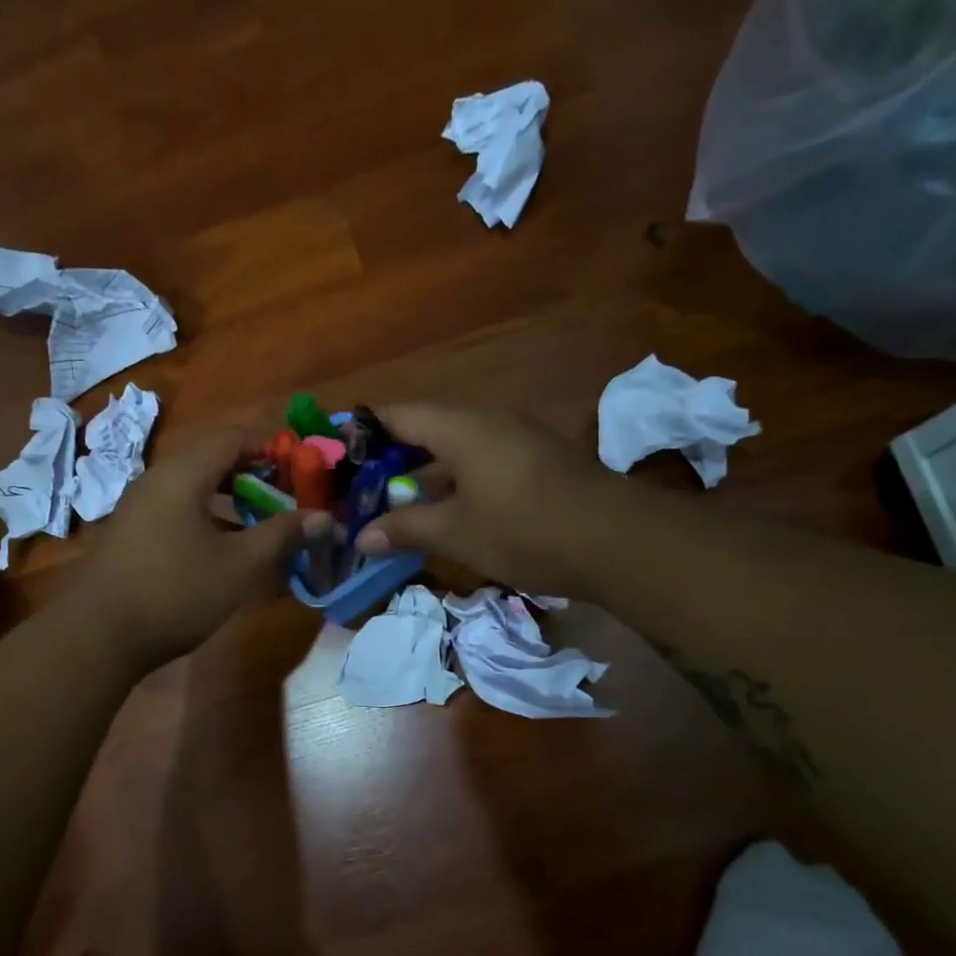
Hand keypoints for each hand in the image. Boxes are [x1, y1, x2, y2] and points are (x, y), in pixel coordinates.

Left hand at [75, 426, 327, 671]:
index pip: (234, 435)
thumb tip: (323, 517)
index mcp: (183, 473)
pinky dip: (209, 513)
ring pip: (195, 483)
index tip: (304, 463)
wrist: (97, 635)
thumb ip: (282, 535)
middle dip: (254, 468)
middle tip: (288, 490)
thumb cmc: (175, 592)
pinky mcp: (133, 531)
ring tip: (263, 516)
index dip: (272, 444)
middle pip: (212, 455)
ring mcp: (140, 505)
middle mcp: (157, 478)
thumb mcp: (240, 566)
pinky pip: (179, 506)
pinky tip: (226, 543)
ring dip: (232, 493)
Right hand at [355, 405, 621, 597]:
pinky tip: (447, 515)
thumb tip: (361, 537)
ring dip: (425, 476)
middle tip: (361, 491)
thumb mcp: (456, 533)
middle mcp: (488, 421)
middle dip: (391, 461)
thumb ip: (405, 528)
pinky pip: (482, 463)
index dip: (363, 432)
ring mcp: (517, 440)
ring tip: (396, 508)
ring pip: (455, 450)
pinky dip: (456, 484)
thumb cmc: (524, 529)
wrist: (617, 540)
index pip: (397, 414)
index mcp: (461, 426)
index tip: (337, 457)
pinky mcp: (538, 462)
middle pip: (426, 430)